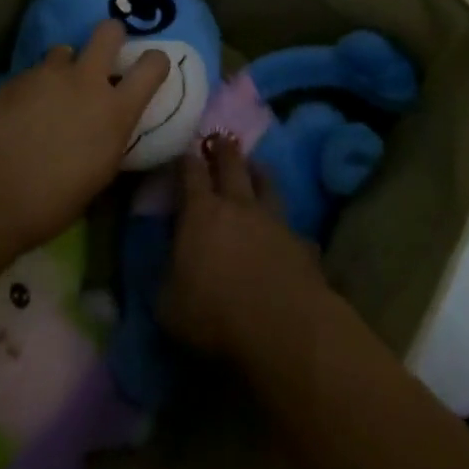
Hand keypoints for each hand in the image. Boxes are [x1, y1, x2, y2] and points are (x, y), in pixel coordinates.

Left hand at [0, 20, 167, 256]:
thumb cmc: (50, 202)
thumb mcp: (99, 174)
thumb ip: (109, 138)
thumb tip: (106, 127)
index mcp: (116, 111)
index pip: (152, 65)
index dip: (154, 62)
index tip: (149, 68)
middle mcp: (86, 81)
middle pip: (109, 31)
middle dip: (111, 36)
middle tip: (103, 57)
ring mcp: (49, 74)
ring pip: (65, 49)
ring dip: (65, 66)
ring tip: (53, 92)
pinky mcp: (16, 77)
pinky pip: (35, 71)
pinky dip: (35, 85)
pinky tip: (22, 110)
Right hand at [162, 135, 330, 360]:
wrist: (286, 331)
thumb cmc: (216, 316)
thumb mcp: (168, 304)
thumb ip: (166, 276)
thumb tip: (168, 264)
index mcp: (200, 212)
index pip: (190, 172)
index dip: (185, 160)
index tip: (182, 152)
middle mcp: (238, 206)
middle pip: (232, 164)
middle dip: (223, 149)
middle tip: (219, 137)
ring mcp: (274, 221)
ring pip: (267, 184)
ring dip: (258, 173)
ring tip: (255, 166)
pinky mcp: (302, 244)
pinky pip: (291, 226)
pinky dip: (284, 226)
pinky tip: (285, 233)